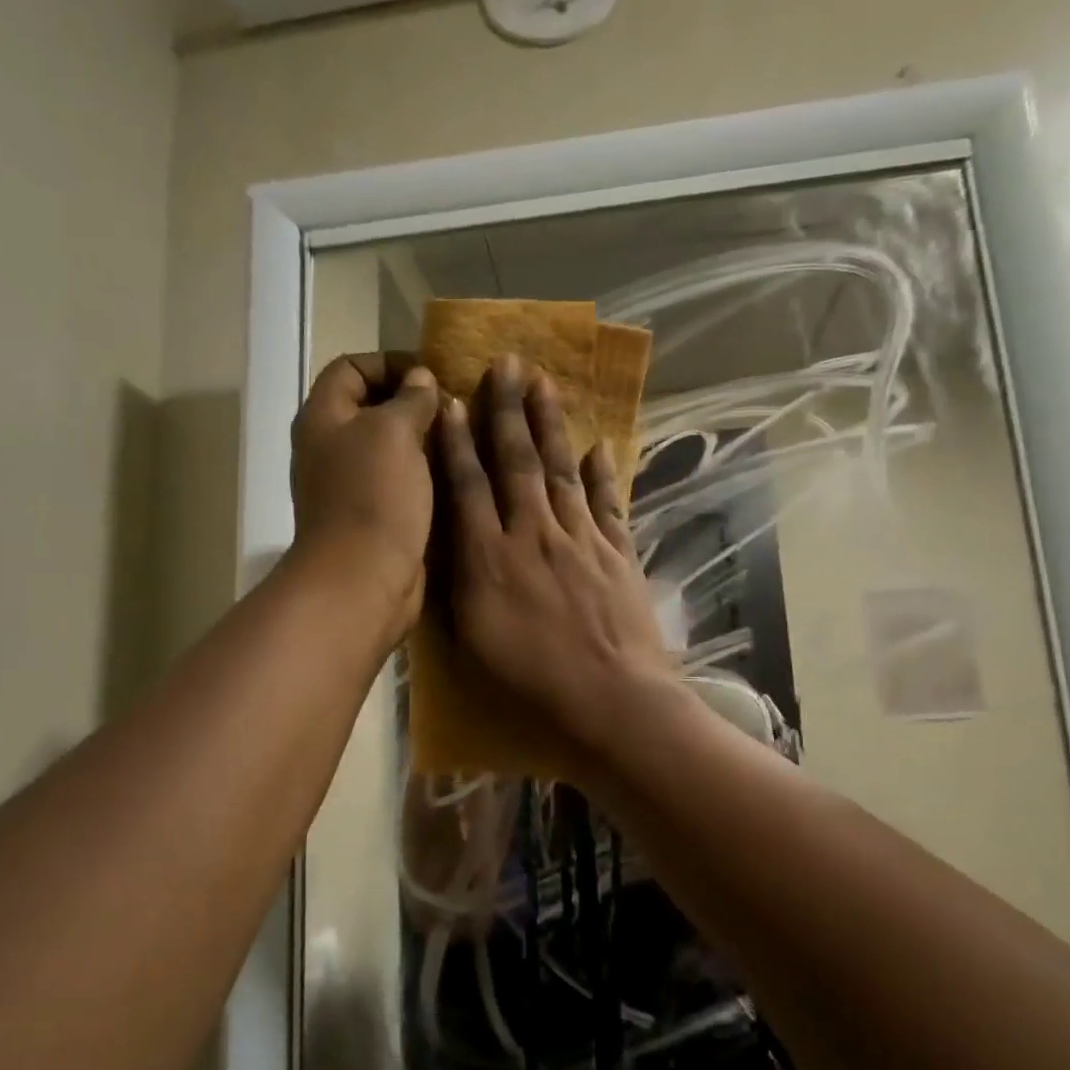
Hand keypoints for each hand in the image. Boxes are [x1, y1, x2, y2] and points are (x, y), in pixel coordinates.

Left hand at [290, 353, 439, 640]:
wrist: (362, 578)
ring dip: (423, 439)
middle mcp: (330, 447)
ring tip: (464, 437)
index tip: (432, 374)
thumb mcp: (395, 431)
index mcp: (323, 417)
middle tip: (456, 405)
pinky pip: (399, 482)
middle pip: (370, 408)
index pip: (351, 367)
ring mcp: (349, 485)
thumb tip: (420, 380)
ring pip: (389, 447)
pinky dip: (423, 474)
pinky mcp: (372, 516)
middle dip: (412, 401)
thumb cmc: (373, 496)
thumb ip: (411, 398)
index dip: (389, 362)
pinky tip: (456, 474)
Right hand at [435, 355, 676, 772]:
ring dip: (551, 424)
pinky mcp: (619, 555)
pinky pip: (609, 503)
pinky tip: (598, 446)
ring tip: (545, 382)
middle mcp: (534, 536)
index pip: (468, 487)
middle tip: (505, 363)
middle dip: (508, 410)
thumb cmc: (531, 688)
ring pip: (561, 470)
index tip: (451, 400)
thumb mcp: (472, 644)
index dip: (458, 442)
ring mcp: (582, 541)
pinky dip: (602, 473)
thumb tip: (449, 544)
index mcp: (490, 560)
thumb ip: (459, 587)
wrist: (613, 706)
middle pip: (517, 462)